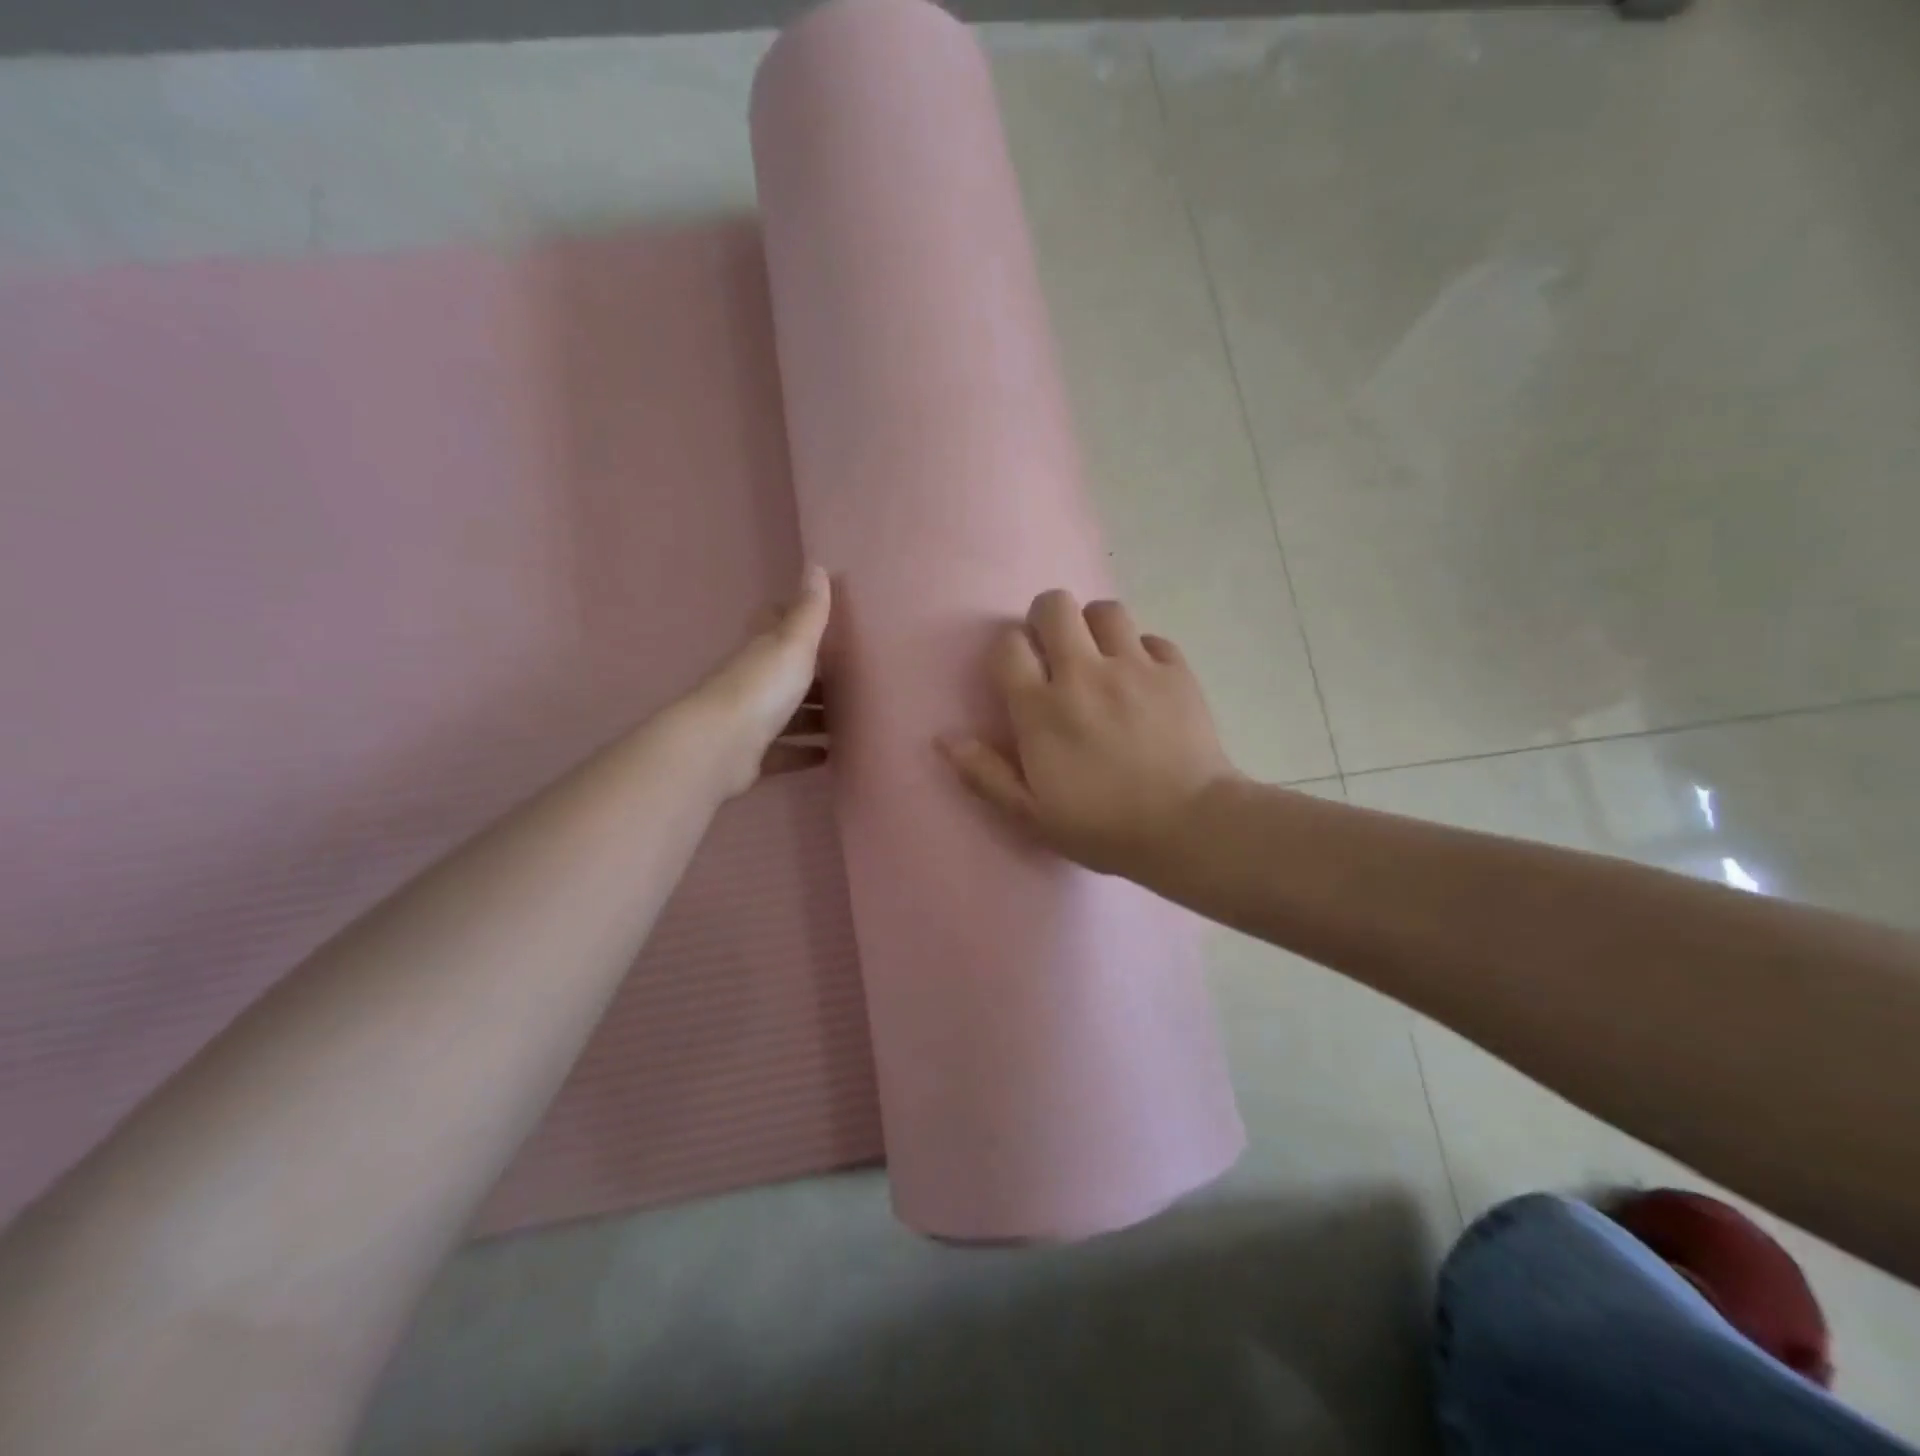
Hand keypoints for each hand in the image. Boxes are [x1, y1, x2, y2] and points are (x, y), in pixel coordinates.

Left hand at [685, 563, 831, 797]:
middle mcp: (752, 682)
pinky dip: (804, 752)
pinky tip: (829, 755)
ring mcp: (750, 720)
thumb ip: (809, 612)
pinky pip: (784, 751)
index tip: (823, 619)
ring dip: (813, 716)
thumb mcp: (792, 644)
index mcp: (761, 650)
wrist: (719, 747)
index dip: (794, 617)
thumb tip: (815, 563)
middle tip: (851, 678)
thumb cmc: (760, 688)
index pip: (774, 624)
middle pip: (785, 672)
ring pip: (787, 714)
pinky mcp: (752, 755)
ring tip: (850, 720)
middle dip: (814, 674)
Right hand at [939, 589, 1238, 881]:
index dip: (1008, 650)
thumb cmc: (1103, 827)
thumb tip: (945, 738)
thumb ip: (985, 774)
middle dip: (1047, 619)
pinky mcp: (1176, 671)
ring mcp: (1135, 667)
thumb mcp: (1032, 815)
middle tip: (1055, 651)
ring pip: (1106, 610)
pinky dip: (1142, 651)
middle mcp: (1084, 674)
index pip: (1009, 645)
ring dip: (1095, 627)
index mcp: (1041, 709)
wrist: (1190, 827)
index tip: (1018, 672)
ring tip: (1100, 657)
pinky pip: (1152, 638)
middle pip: (1055, 606)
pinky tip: (1143, 680)